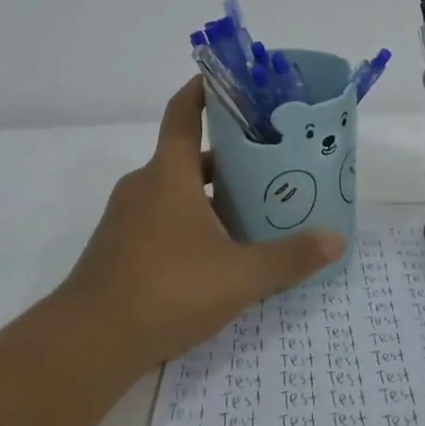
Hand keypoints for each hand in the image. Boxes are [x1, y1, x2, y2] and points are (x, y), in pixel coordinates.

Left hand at [51, 77, 345, 374]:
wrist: (88, 343)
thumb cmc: (166, 290)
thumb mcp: (239, 276)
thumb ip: (289, 258)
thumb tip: (336, 240)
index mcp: (169, 174)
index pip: (183, 113)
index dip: (203, 90)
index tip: (229, 82)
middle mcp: (144, 186)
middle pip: (188, 155)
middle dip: (228, 156)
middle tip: (269, 162)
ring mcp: (126, 218)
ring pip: (175, 191)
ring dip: (210, 194)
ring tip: (252, 209)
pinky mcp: (119, 248)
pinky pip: (161, 219)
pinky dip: (190, 222)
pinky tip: (218, 253)